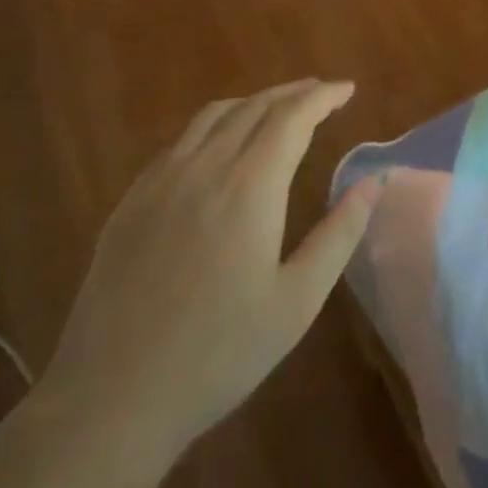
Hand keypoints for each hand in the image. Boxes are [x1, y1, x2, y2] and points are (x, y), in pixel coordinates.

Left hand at [43, 79, 383, 455]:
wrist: (112, 398)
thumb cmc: (218, 355)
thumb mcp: (296, 301)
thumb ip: (340, 233)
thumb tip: (374, 180)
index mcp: (249, 185)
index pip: (293, 116)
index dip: (323, 96)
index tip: (347, 89)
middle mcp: (205, 166)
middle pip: (255, 106)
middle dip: (293, 93)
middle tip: (320, 94)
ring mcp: (162, 179)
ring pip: (214, 115)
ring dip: (253, 102)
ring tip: (276, 111)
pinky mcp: (133, 198)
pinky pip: (181, 140)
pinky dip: (215, 126)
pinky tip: (220, 148)